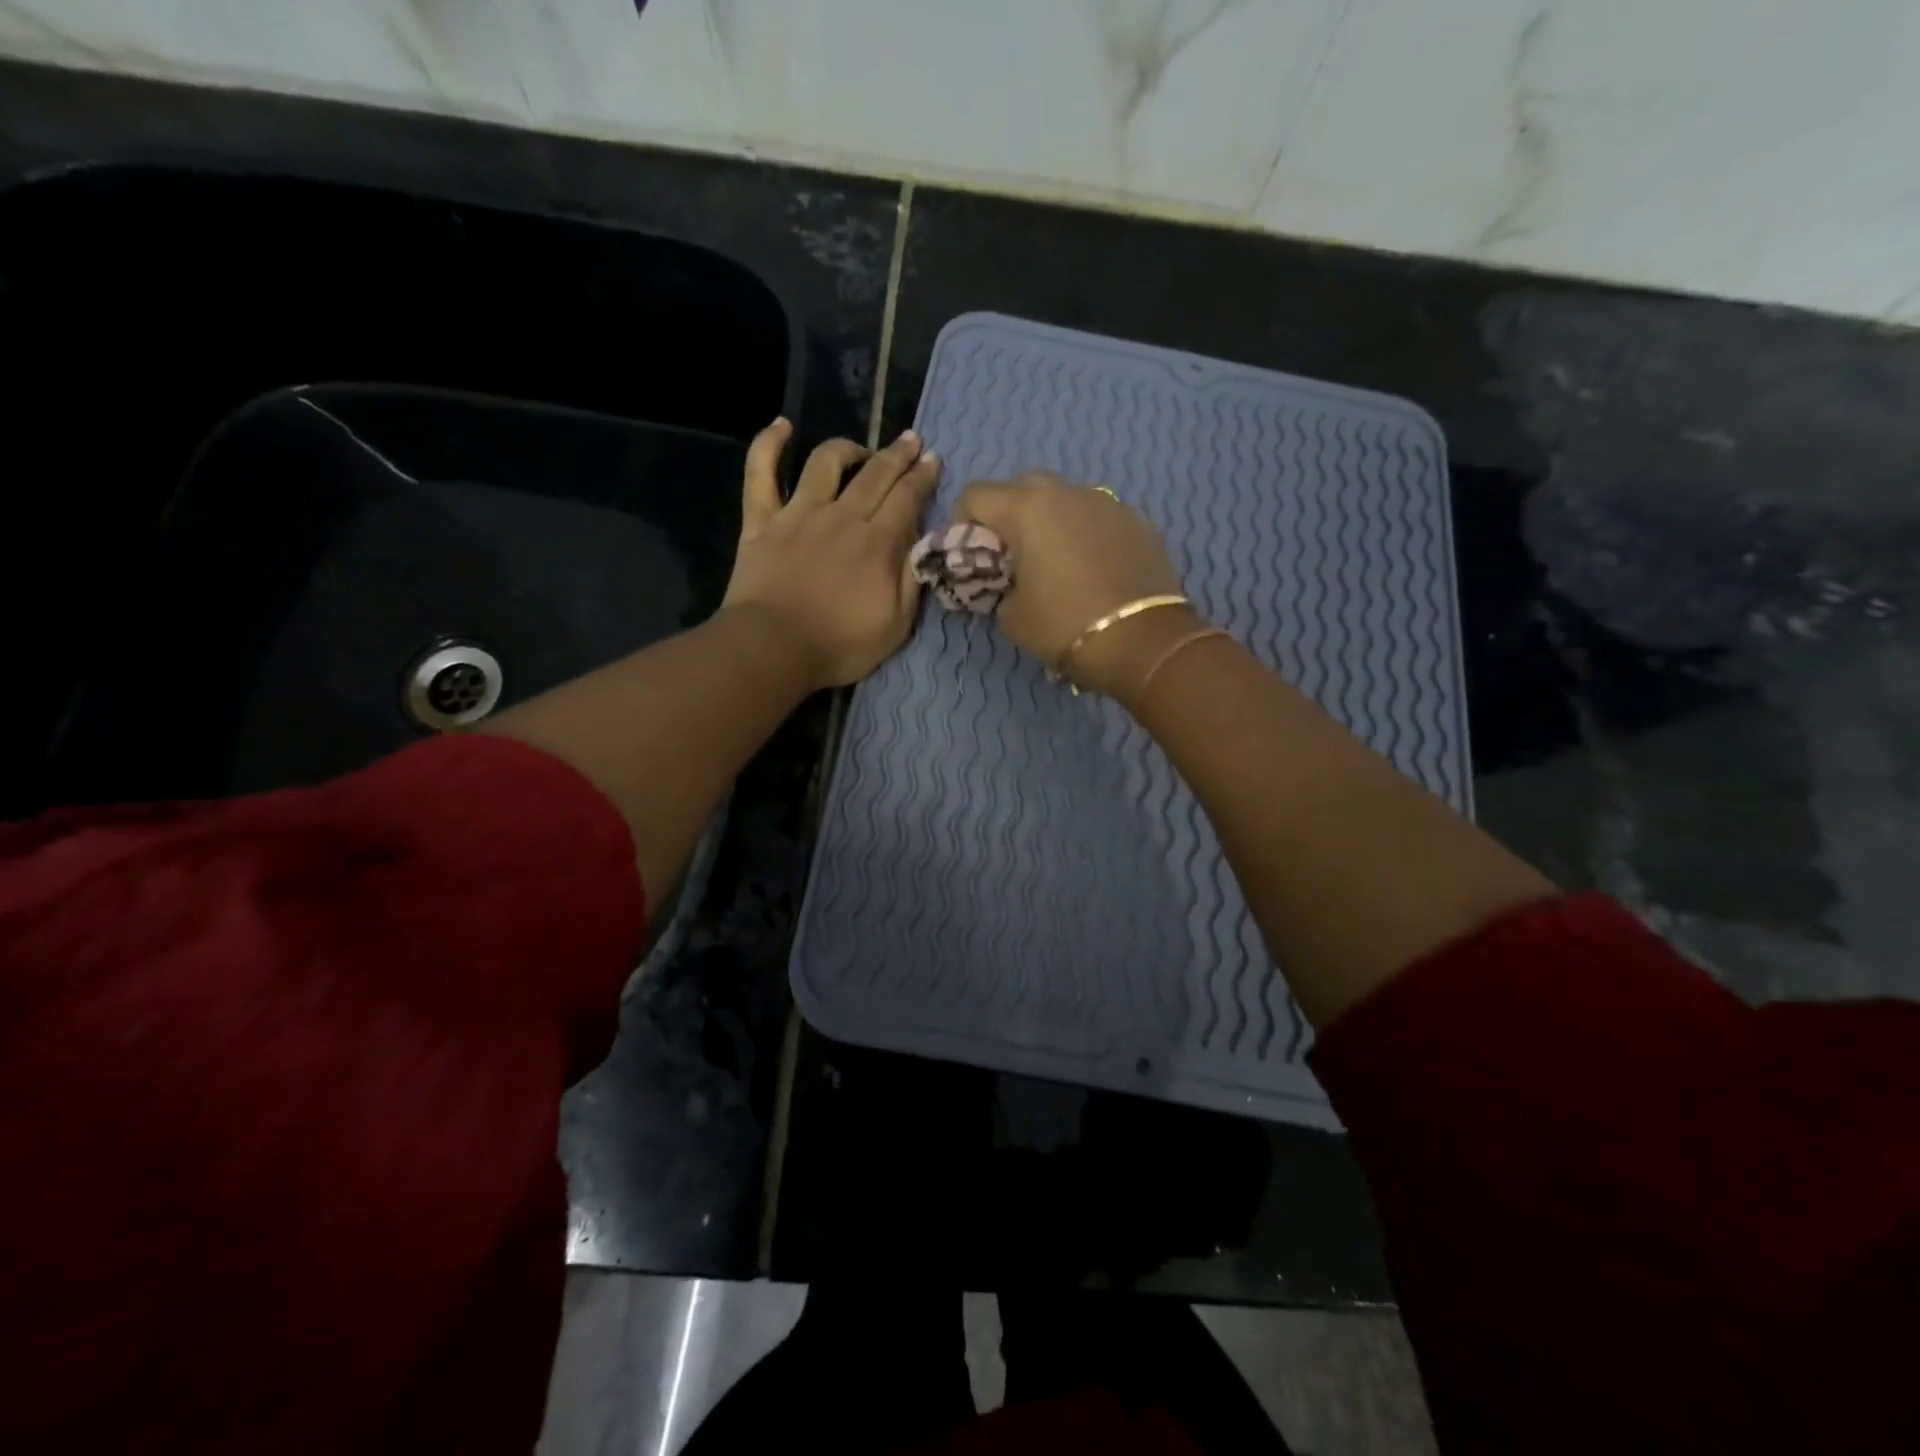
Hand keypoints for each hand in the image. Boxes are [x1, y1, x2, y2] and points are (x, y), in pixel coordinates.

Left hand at [721, 419, 938, 689]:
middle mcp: (842, 516)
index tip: (933, 460)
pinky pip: (761, 472)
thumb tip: (926, 547)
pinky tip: (781, 426)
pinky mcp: (761, 521)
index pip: (908, 497)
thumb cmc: (840, 645)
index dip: (923, 476)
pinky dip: (768, 444)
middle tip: (910, 441)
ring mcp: (799, 513)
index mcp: (878, 542)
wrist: (773, 648)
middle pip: (875, 473)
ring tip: (860, 449)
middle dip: (897, 454)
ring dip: (848, 448)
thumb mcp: (897, 625)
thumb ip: (913, 581)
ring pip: (826, 462)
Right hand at [956, 472, 1195, 697]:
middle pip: (1022, 485)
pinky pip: (1099, 517)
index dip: (963, 522)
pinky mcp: (1139, 521)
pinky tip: (1093, 568)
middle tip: (1011, 553)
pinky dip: (1086, 534)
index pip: (976, 494)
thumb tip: (1009, 581)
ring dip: (1050, 520)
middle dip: (1008, 513)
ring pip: (1066, 497)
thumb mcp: (1011, 615)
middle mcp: (1067, 492)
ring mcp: (1108, 503)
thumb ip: (999, 586)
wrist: (1142, 641)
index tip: (971, 553)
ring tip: (1055, 559)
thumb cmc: (1063, 625)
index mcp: (1026, 508)